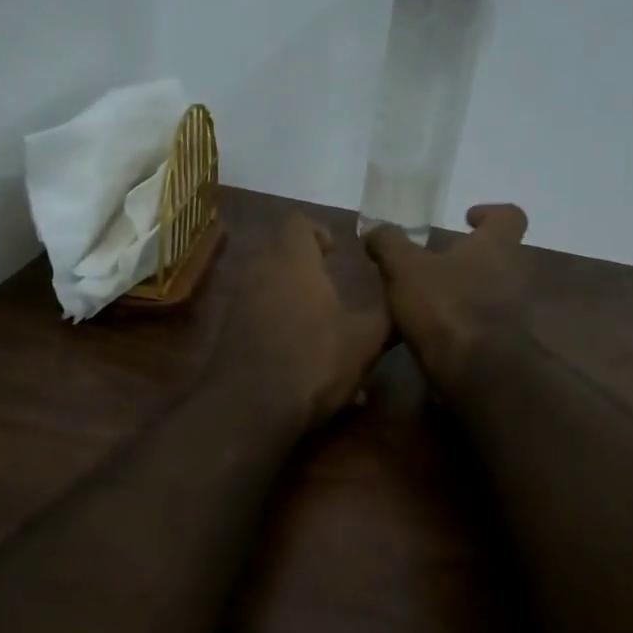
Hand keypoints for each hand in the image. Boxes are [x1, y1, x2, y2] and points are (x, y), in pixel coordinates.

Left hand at [212, 217, 391, 429]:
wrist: (250, 408)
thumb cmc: (314, 363)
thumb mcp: (365, 343)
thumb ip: (387, 316)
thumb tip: (404, 301)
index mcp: (293, 262)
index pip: (299, 223)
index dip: (319, 232)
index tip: (336, 252)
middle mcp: (260, 272)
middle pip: (281, 252)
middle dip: (306, 265)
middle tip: (332, 287)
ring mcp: (238, 301)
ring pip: (266, 283)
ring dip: (290, 294)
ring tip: (317, 322)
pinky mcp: (227, 331)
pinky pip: (254, 312)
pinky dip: (273, 320)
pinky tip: (294, 351)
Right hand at [363, 204, 531, 392]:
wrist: (479, 374)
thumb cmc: (446, 307)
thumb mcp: (405, 269)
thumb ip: (389, 244)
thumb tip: (374, 229)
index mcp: (496, 246)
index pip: (509, 216)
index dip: (490, 212)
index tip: (467, 218)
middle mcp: (514, 274)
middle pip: (500, 255)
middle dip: (470, 256)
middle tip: (435, 261)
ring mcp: (515, 312)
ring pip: (493, 290)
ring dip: (466, 291)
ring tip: (428, 298)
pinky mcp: (506, 344)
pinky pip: (485, 324)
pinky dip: (463, 322)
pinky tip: (434, 331)